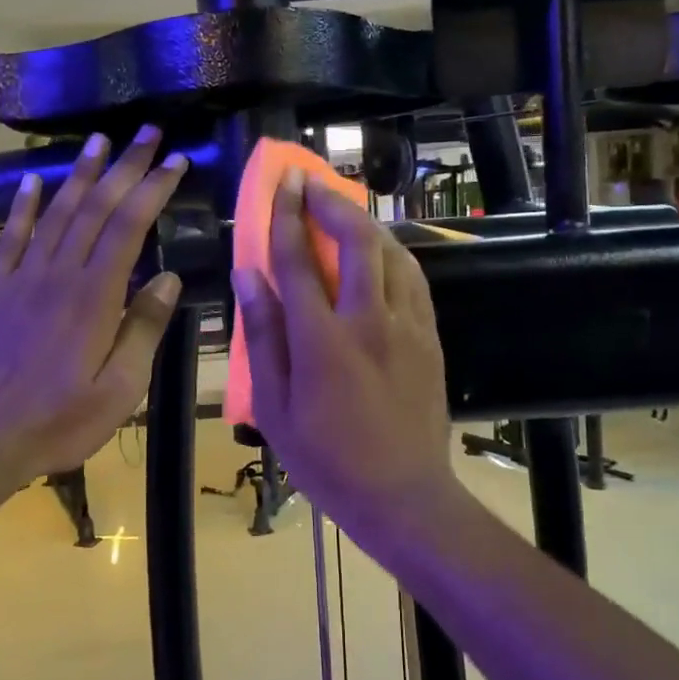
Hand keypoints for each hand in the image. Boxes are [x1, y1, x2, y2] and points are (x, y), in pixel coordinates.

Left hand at [0, 126, 187, 492]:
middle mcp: (58, 274)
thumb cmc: (56, 423)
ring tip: (99, 139)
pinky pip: (10, 237)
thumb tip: (171, 279)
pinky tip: (32, 180)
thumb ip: (143, 330)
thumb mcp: (119, 391)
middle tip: (147, 131)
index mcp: (94, 297)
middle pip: (95, 207)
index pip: (129, 226)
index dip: (153, 188)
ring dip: (79, 173)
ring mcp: (22, 279)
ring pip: (56, 212)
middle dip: (125, 166)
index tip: (176, 160)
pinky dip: (23, 205)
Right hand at [231, 172, 455, 529]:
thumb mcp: (275, 407)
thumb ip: (262, 336)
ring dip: (365, 223)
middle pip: (356, 240)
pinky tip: (380, 253)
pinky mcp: (430, 337)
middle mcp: (369, 320)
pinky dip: (393, 253)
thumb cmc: (327, 460)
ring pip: (392, 252)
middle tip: (312, 184)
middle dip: (332, 202)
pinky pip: (413, 278)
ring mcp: (407, 326)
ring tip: (343, 212)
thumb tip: (248, 276)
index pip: (297, 260)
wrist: (404, 497)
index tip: (281, 183)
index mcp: (322, 340)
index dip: (286, 215)